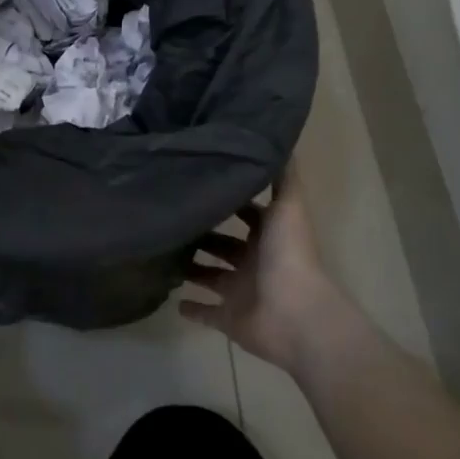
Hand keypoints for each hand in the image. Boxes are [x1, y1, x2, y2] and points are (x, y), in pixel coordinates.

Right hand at [179, 175, 348, 371]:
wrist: (296, 315)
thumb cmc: (289, 256)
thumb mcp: (287, 206)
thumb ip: (283, 176)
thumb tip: (277, 139)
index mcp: (268, 236)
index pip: (247, 214)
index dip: (228, 201)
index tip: (199, 185)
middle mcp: (254, 262)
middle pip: (225, 245)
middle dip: (204, 235)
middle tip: (172, 219)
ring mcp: (241, 292)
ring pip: (212, 277)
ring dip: (193, 269)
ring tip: (163, 254)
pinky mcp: (230, 319)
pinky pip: (208, 314)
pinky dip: (192, 309)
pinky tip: (173, 300)